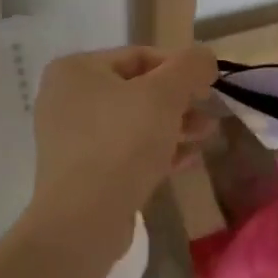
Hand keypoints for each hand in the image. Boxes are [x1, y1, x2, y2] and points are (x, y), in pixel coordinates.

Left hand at [30, 45, 216, 258]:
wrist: (83, 221)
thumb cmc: (122, 142)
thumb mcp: (165, 93)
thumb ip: (190, 66)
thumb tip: (204, 57)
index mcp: (76, 69)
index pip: (140, 56)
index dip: (180, 68)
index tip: (209, 87)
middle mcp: (67, 99)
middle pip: (138, 90)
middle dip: (180, 102)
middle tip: (210, 115)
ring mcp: (71, 139)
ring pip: (134, 123)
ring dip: (174, 127)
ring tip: (205, 138)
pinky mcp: (81, 173)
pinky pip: (125, 151)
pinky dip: (156, 151)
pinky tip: (188, 159)